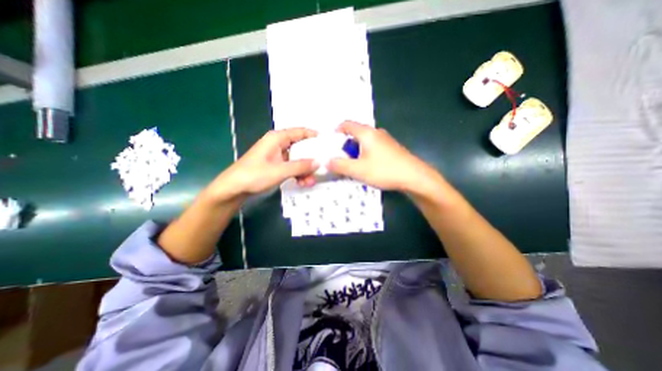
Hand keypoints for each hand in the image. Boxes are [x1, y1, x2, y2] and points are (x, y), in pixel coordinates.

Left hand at [206, 128, 320, 202]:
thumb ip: (301, 166)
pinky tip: (303, 183)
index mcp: (277, 138)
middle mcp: (278, 144)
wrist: (234, 188)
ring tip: (311, 181)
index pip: (300, 132)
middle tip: (322, 167)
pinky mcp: (276, 165)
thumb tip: (319, 162)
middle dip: (311, 158)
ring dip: (305, 170)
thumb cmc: (254, 175)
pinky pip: (291, 167)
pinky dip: (298, 174)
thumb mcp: (280, 170)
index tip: (327, 142)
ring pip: (297, 159)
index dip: (314, 135)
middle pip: (301, 147)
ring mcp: (277, 155)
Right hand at [327, 120, 438, 192]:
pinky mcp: (391, 148)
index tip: (330, 141)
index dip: (337, 130)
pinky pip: (373, 148)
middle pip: (356, 134)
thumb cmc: (384, 170)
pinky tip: (367, 167)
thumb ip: (339, 165)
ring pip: (365, 142)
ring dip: (356, 151)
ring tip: (352, 165)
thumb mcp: (358, 170)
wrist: (414, 177)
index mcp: (367, 133)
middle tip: (340, 158)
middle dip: (345, 145)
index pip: (347, 124)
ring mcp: (385, 140)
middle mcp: (376, 133)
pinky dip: (365, 154)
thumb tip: (326, 161)